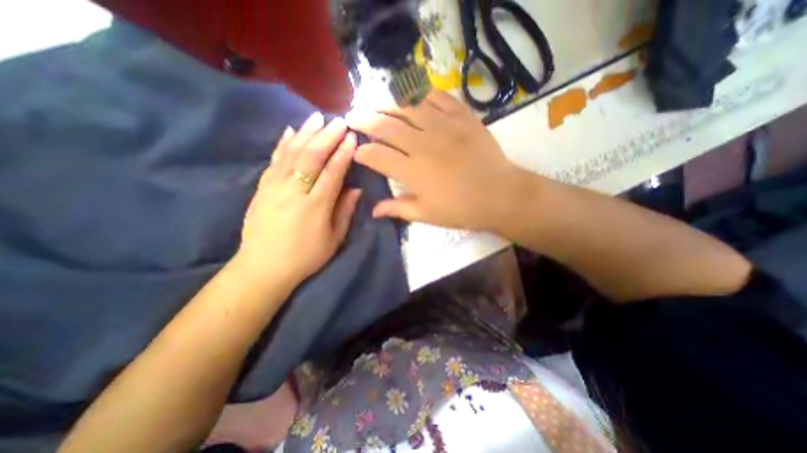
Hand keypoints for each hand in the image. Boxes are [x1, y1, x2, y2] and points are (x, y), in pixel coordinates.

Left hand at [234, 113, 358, 290]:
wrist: (263, 268)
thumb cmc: (305, 257)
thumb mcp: (334, 240)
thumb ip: (345, 212)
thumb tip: (356, 189)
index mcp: (316, 207)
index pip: (332, 173)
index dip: (343, 154)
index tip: (352, 138)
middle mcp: (294, 192)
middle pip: (311, 157)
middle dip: (327, 137)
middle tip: (339, 121)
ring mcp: (274, 187)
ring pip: (291, 153)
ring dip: (306, 133)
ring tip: (317, 117)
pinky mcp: (261, 188)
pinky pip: (274, 160)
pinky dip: (283, 143)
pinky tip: (290, 130)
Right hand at [346, 89, 523, 231]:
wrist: (500, 195)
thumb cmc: (461, 209)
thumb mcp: (427, 215)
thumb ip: (398, 209)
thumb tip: (373, 211)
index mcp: (412, 171)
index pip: (376, 156)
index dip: (362, 153)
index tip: (356, 152)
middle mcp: (422, 144)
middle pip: (386, 126)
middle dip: (364, 120)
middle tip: (352, 116)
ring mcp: (443, 126)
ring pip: (407, 107)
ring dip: (387, 104)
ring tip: (376, 103)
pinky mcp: (462, 117)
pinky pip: (438, 98)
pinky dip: (422, 94)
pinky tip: (412, 96)